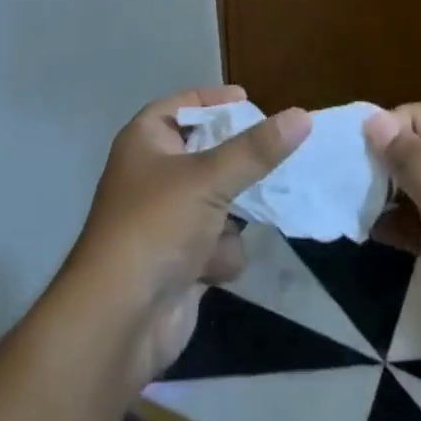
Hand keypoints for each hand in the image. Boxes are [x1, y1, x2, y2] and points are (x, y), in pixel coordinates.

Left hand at [66, 86, 309, 387]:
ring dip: (230, 218)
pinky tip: (211, 269)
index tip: (251, 100)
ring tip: (230, 224)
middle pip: (208, 154)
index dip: (216, 100)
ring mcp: (167, 219)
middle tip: (269, 158)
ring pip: (220, 201)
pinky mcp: (181, 260)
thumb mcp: (209, 178)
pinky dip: (220, 255)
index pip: (185, 105)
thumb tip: (302, 116)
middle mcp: (154, 174)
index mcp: (146, 140)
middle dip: (236, 165)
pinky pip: (218, 242)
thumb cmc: (156, 226)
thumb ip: (257, 149)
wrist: (119, 321)